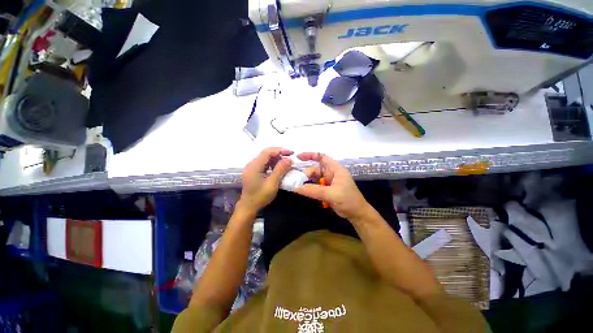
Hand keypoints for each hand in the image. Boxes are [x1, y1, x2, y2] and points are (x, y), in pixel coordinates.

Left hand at [238, 147, 292, 214]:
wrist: (248, 206)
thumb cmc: (260, 197)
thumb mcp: (272, 184)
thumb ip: (280, 170)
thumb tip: (289, 159)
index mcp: (254, 166)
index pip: (267, 152)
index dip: (280, 150)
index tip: (291, 153)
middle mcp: (251, 164)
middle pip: (266, 153)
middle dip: (279, 153)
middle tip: (290, 157)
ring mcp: (251, 167)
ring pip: (265, 157)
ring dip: (276, 158)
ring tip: (285, 163)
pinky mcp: (253, 170)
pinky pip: (264, 163)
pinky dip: (272, 163)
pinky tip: (278, 168)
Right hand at [295, 152, 371, 220]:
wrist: (357, 214)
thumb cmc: (348, 200)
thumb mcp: (331, 194)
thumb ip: (314, 190)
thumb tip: (297, 188)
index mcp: (335, 170)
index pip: (322, 157)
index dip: (311, 155)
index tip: (299, 157)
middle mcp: (331, 174)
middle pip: (316, 169)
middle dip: (306, 172)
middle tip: (296, 179)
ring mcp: (329, 182)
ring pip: (315, 178)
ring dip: (306, 181)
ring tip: (296, 184)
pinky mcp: (327, 190)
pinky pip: (316, 186)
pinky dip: (309, 187)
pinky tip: (302, 190)